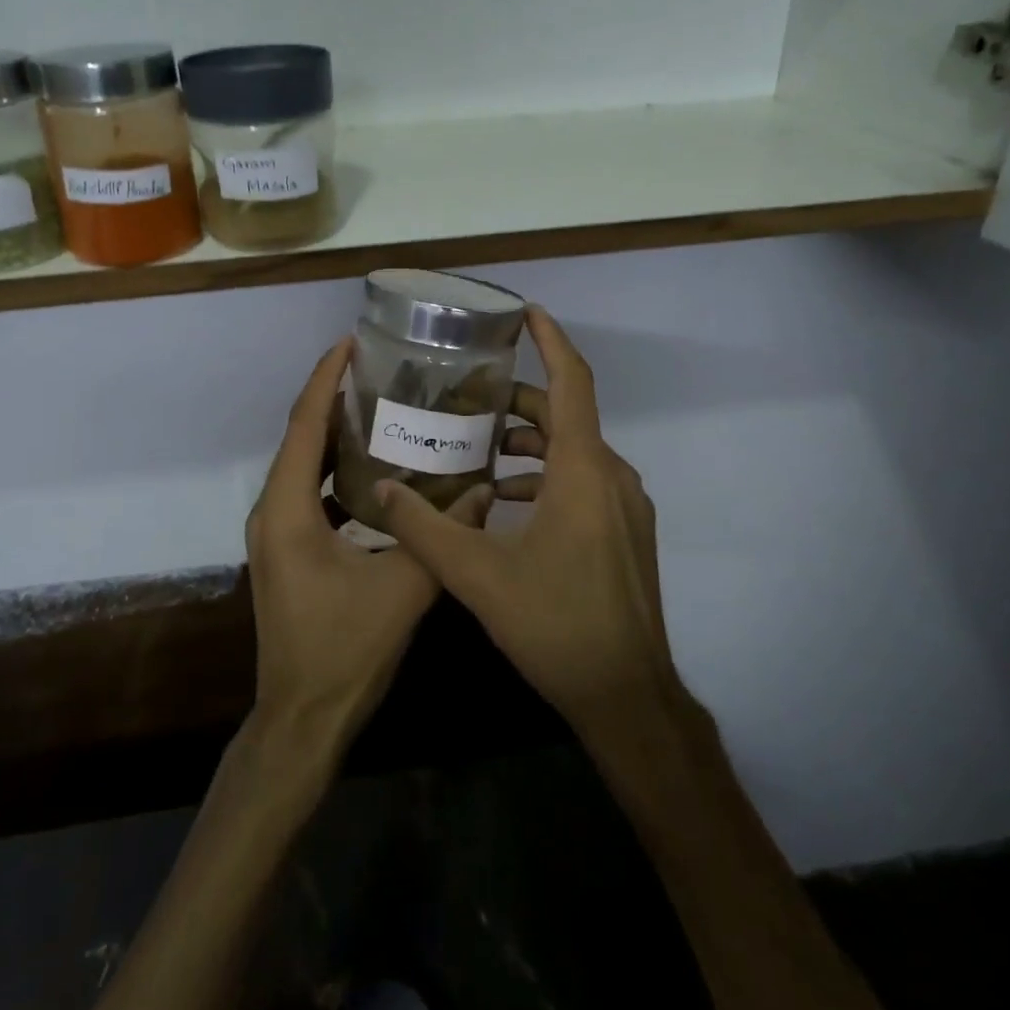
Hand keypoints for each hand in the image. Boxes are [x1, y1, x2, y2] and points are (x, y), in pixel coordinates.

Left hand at [246, 339, 492, 757]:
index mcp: (288, 510)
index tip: (349, 342)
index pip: (303, 425)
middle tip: (377, 369)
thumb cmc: (344, 651)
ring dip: (334, 434)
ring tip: (379, 406)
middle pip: (300, 438)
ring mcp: (275, 533)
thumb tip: (485, 489)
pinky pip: (309, 493)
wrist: (302, 719)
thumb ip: (442, 534)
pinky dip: (336, 471)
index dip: (325, 379)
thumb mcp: (403, 589)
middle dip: (332, 398)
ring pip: (303, 465)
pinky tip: (375, 470)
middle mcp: (272, 511)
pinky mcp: (287, 551)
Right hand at [373, 307, 675, 731]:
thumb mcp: (477, 576)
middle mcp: (612, 477)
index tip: (524, 312)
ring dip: (529, 443)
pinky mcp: (624, 533)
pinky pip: (583, 481)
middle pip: (565, 415)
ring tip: (477, 449)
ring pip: (574, 451)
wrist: (628, 696)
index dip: (550, 340)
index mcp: (583, 471)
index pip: (572, 382)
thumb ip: (424, 527)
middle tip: (466, 399)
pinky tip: (504, 502)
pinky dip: (545, 476)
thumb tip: (382, 488)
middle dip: (517, 401)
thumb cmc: (556, 625)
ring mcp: (625, 507)